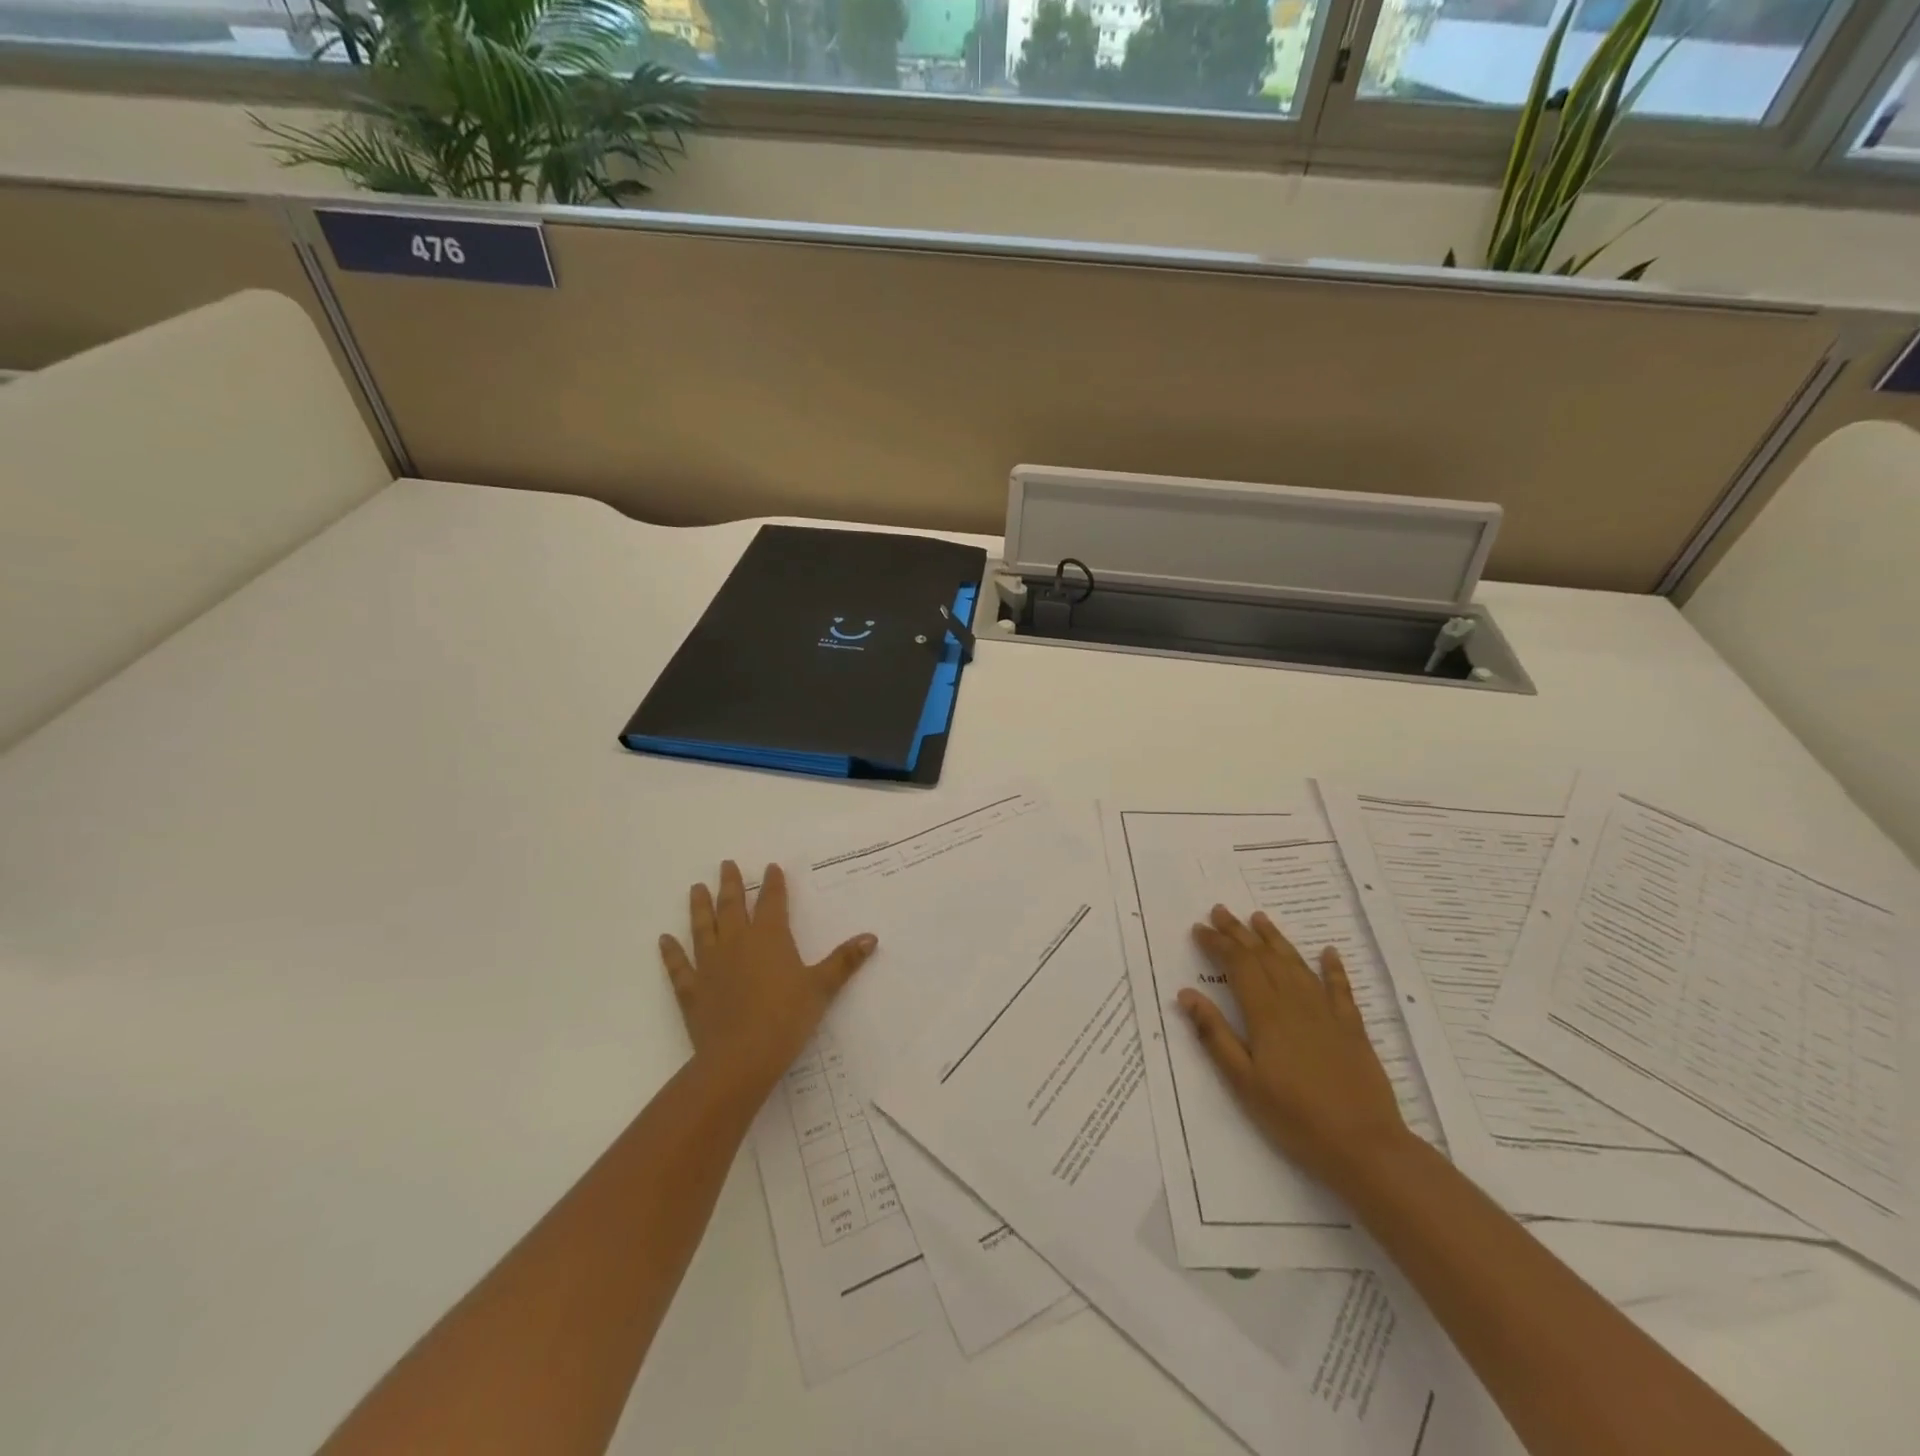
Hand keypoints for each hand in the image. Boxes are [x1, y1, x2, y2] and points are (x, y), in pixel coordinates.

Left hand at [658, 861, 877, 1092]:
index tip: (770, 867)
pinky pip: (679, 966)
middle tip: (726, 864)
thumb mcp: (822, 988)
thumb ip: (844, 961)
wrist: (740, 1057)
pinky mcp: (692, 989)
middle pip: (732, 906)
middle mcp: (737, 942)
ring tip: (695, 888)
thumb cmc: (786, 1018)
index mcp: (770, 938)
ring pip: (703, 927)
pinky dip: (671, 952)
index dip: (773, 884)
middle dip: (731, 884)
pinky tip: (664, 940)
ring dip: (699, 907)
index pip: (772, 902)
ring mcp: (710, 964)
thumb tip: (872, 937)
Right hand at [1178, 906, 1410, 1190]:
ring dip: (1275, 939)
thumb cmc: (1294, 1117)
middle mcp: (1295, 1002)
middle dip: (1239, 932)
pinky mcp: (1352, 1028)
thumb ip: (1214, 1035)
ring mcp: (1327, 1013)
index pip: (1237, 965)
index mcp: (1266, 1014)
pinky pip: (1340, 988)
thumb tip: (1186, 994)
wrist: (1365, 1146)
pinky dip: (1333, 967)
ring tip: (1258, 918)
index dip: (1217, 943)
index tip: (1198, 929)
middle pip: (1264, 957)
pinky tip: (1328, 952)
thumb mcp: (1243, 1081)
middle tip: (1220, 910)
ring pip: (1296, 964)